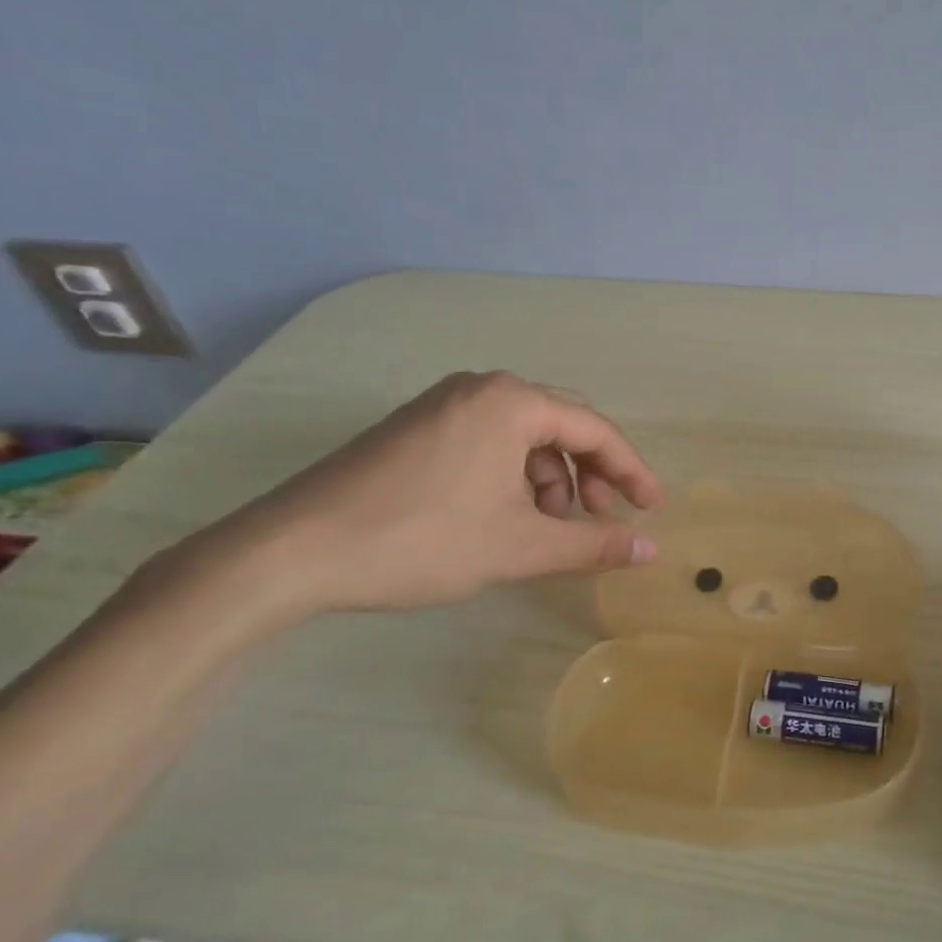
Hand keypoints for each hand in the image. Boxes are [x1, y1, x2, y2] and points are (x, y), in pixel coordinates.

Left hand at [201, 371, 661, 618]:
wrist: (290, 552)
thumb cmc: (421, 540)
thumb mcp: (520, 547)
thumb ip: (593, 544)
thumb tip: (651, 550)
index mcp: (511, 402)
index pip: (595, 429)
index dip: (631, 470)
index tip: (651, 507)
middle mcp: (480, 389)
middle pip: (561, 425)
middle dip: (591, 473)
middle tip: (604, 517)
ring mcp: (441, 405)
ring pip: (523, 436)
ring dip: (551, 478)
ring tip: (551, 527)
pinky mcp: (414, 429)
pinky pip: (488, 442)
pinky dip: (513, 476)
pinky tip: (507, 516)